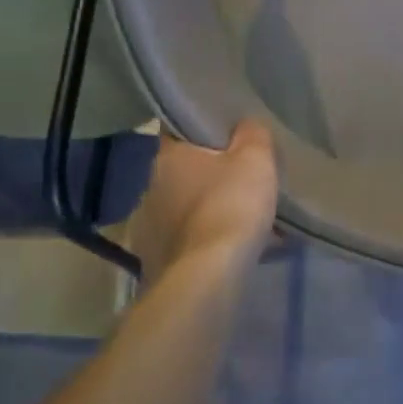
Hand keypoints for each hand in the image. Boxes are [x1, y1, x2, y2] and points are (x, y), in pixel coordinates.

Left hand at [129, 121, 278, 277]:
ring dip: (208, 211)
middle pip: (184, 171)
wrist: (207, 276)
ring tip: (241, 222)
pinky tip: (230, 251)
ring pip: (185, 208)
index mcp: (167, 155)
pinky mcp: (154, 259)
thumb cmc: (230, 206)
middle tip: (242, 182)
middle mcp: (149, 186)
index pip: (179, 130)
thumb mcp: (255, 159)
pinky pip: (187, 240)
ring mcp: (147, 225)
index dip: (204, 132)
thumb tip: (246, 126)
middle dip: (210, 176)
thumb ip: (253, 134)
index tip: (228, 139)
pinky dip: (206, 242)